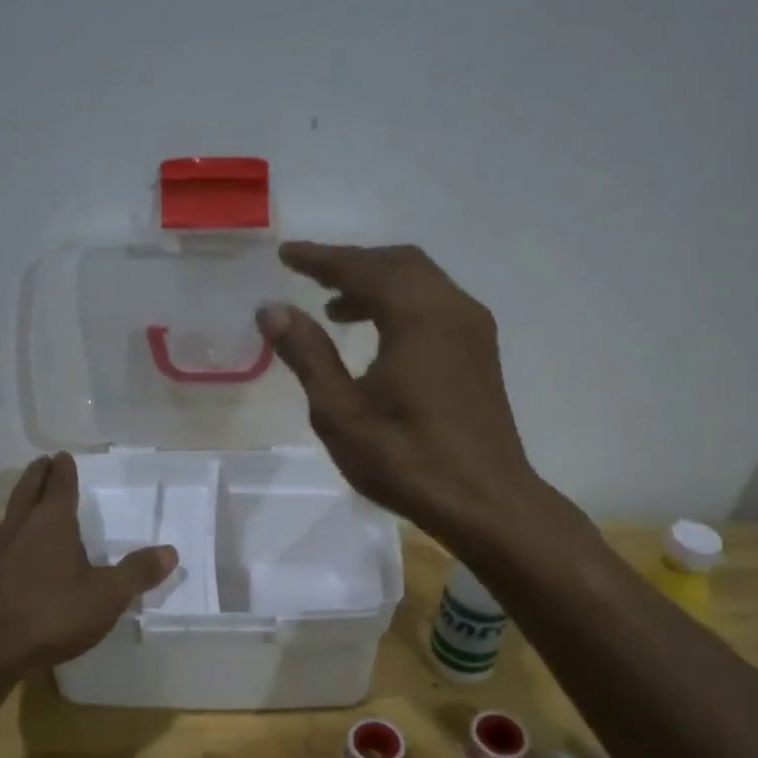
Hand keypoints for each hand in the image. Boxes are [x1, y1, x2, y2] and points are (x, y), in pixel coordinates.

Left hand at [0, 453, 176, 676]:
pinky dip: (14, 533)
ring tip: (31, 499)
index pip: (60, 486)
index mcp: (52, 523)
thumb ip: (137, 573)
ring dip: (23, 501)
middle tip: (43, 462)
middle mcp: (22, 528)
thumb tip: (170, 551)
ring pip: (12, 515)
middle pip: (29, 491)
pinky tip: (18, 550)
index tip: (63, 456)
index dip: (64, 470)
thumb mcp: (106, 596)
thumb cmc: (50, 613)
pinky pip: (3, 542)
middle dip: (38, 475)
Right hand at [257, 242, 548, 545]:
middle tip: (310, 276)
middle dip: (353, 264)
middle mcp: (452, 308)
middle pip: (398, 263)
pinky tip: (379, 336)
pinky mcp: (480, 354)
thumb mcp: (340, 411)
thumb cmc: (406, 459)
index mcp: (418, 315)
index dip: (320, 259)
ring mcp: (473, 330)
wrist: (485, 503)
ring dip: (378, 284)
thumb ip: (307, 354)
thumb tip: (272, 309)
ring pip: (421, 282)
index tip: (286, 254)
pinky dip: (401, 304)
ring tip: (336, 310)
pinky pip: (436, 305)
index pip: (362, 267)